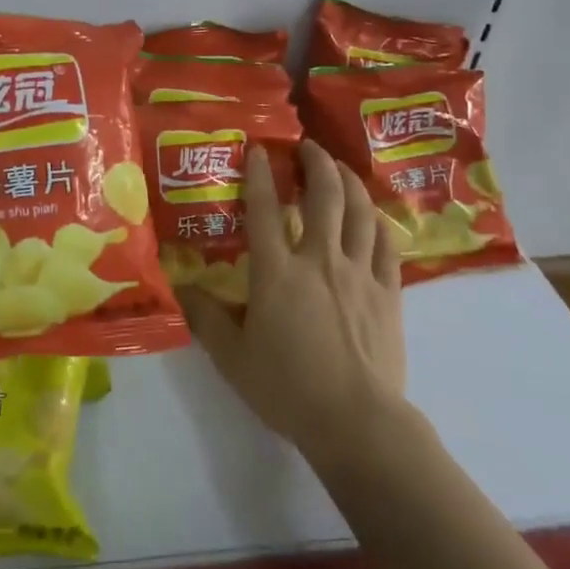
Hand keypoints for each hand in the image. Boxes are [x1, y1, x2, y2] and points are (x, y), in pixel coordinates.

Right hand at [179, 141, 407, 469]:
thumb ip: (206, 318)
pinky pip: (386, 244)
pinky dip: (378, 221)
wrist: (357, 422)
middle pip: (323, 196)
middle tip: (307, 146)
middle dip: (316, 163)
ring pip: (359, 211)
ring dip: (349, 181)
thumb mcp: (232, 358)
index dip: (260, 173)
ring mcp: (359, 272)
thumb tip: (181, 288)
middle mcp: (319, 259)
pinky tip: (372, 215)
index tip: (258, 148)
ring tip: (339, 167)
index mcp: (278, 272)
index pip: (266, 209)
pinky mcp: (388, 292)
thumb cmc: (288, 389)